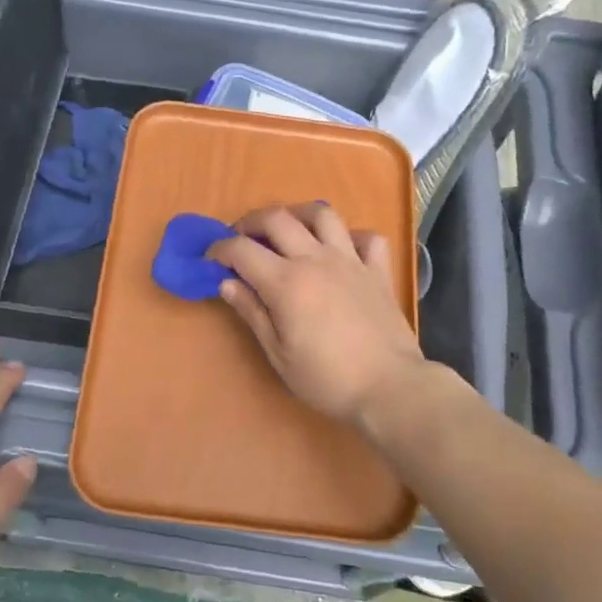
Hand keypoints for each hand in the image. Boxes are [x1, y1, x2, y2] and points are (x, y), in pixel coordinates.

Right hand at [208, 203, 428, 424]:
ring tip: (289, 232)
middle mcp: (316, 259)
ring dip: (298, 216)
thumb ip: (252, 312)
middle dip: (251, 222)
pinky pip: (367, 237)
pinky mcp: (378, 270)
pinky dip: (351, 237)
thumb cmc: (327, 378)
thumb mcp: (278, 354)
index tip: (211, 259)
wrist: (389, 387)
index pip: (242, 249)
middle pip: (277, 218)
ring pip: (323, 215)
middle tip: (242, 239)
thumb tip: (226, 283)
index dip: (220, 249)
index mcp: (286, 281)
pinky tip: (342, 250)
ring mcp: (351, 260)